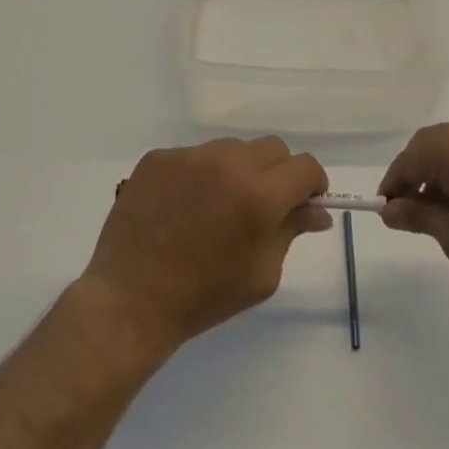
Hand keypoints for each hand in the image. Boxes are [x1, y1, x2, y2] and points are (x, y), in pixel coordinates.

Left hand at [81, 137, 331, 356]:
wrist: (130, 301)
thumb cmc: (203, 297)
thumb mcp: (261, 274)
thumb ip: (292, 231)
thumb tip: (318, 210)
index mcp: (259, 196)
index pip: (305, 166)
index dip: (311, 184)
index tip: (304, 201)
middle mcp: (227, 164)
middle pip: (272, 148)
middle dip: (277, 173)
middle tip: (261, 206)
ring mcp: (189, 156)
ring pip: (232, 148)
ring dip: (237, 170)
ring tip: (216, 206)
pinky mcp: (159, 157)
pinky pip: (195, 155)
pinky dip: (200, 174)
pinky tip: (184, 205)